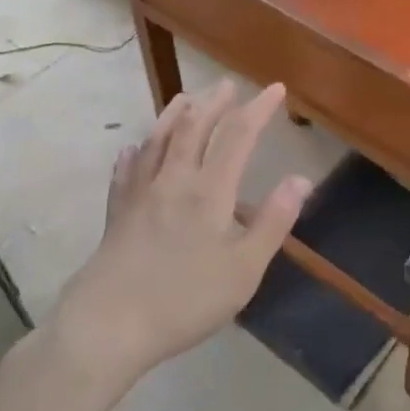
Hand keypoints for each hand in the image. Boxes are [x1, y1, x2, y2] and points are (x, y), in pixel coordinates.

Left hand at [49, 80, 311, 384]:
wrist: (108, 325)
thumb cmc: (184, 299)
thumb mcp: (244, 269)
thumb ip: (274, 222)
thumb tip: (301, 179)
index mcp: (210, 191)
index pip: (238, 136)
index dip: (258, 109)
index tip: (275, 89)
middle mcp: (174, 180)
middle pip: (195, 128)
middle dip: (214, 103)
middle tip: (227, 85)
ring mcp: (140, 195)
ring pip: (158, 142)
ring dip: (174, 116)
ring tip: (185, 98)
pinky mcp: (116, 214)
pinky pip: (125, 173)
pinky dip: (133, 155)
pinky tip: (131, 149)